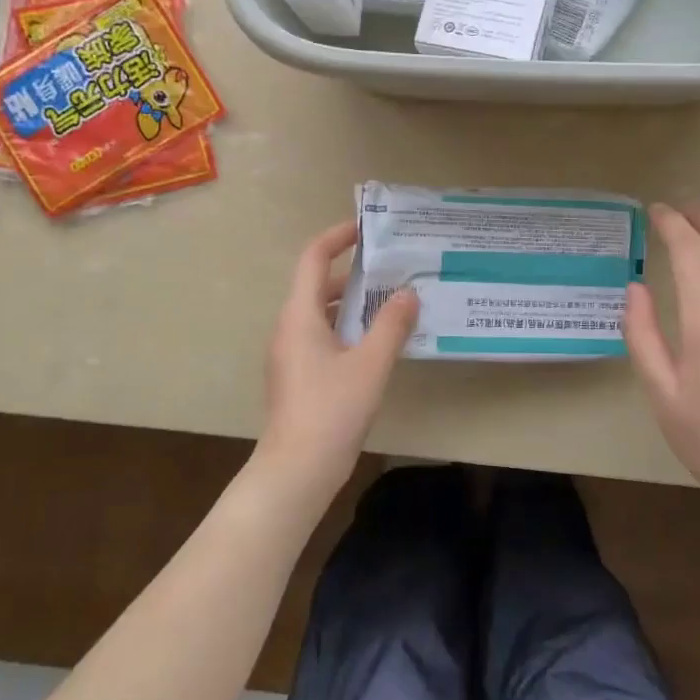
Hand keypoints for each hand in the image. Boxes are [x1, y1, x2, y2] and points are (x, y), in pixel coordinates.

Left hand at [258, 220, 419, 485]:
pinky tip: (380, 342)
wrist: (297, 470)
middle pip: (320, 285)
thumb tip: (409, 293)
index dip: (337, 237)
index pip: (313, 259)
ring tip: (394, 301)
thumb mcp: (370, 364)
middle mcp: (290, 328)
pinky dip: (350, 329)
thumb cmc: (332, 409)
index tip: (366, 228)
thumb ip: (391, 325)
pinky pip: (325, 337)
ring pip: (324, 314)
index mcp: (300, 315)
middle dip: (355, 273)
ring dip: (355, 303)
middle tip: (393, 267)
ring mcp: (292, 354)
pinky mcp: (300, 376)